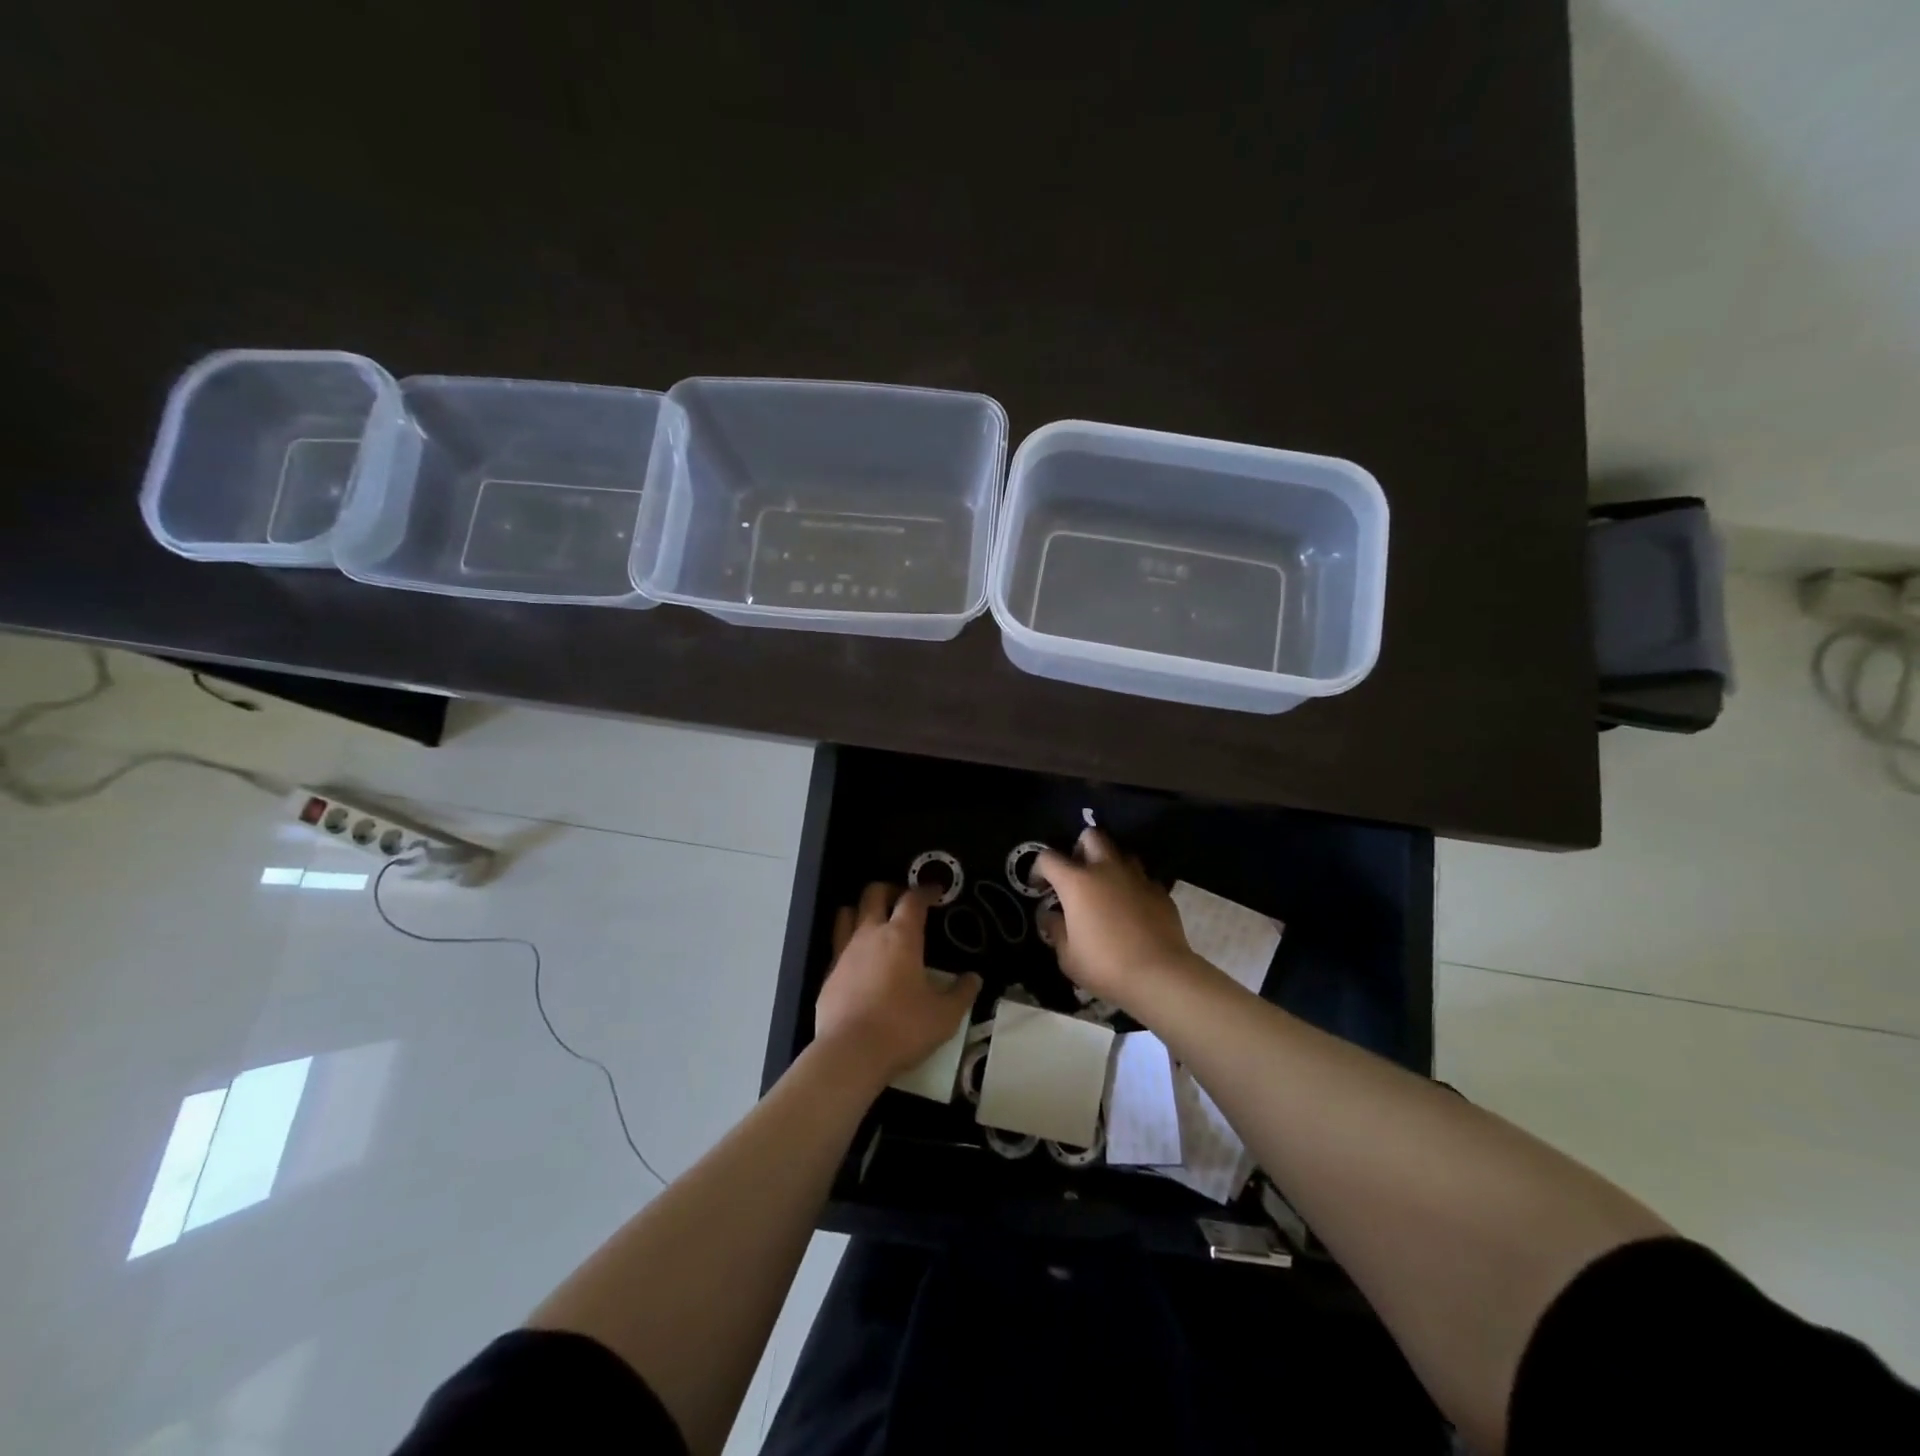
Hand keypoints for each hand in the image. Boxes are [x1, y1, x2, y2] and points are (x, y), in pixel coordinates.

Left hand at [815, 883, 981, 1086]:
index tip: (935, 891)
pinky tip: (859, 960)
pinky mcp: (828, 974)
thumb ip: (962, 993)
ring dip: (862, 910)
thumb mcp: (945, 1015)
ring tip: (875, 921)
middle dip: (889, 890)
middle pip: (873, 893)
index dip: (925, 891)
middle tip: (902, 900)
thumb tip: (974, 978)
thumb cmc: (903, 1028)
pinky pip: (837, 945)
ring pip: (847, 913)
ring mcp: (844, 953)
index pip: (913, 899)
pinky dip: (849, 943)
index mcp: (901, 936)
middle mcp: (870, 935)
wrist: (850, 1053)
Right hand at [1035, 830, 1196, 1006]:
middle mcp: (1106, 869)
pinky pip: (1142, 878)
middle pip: (1091, 836)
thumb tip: (1049, 915)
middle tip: (1077, 874)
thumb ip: (1055, 929)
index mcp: (1077, 882)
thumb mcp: (1067, 955)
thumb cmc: (1105, 965)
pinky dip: (1132, 886)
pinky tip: (1131, 908)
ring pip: (1121, 853)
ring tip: (1106, 889)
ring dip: (1109, 865)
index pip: (1048, 858)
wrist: (1159, 975)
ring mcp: (1137, 877)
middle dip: (1080, 848)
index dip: (1038, 869)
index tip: (1039, 888)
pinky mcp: (1160, 891)